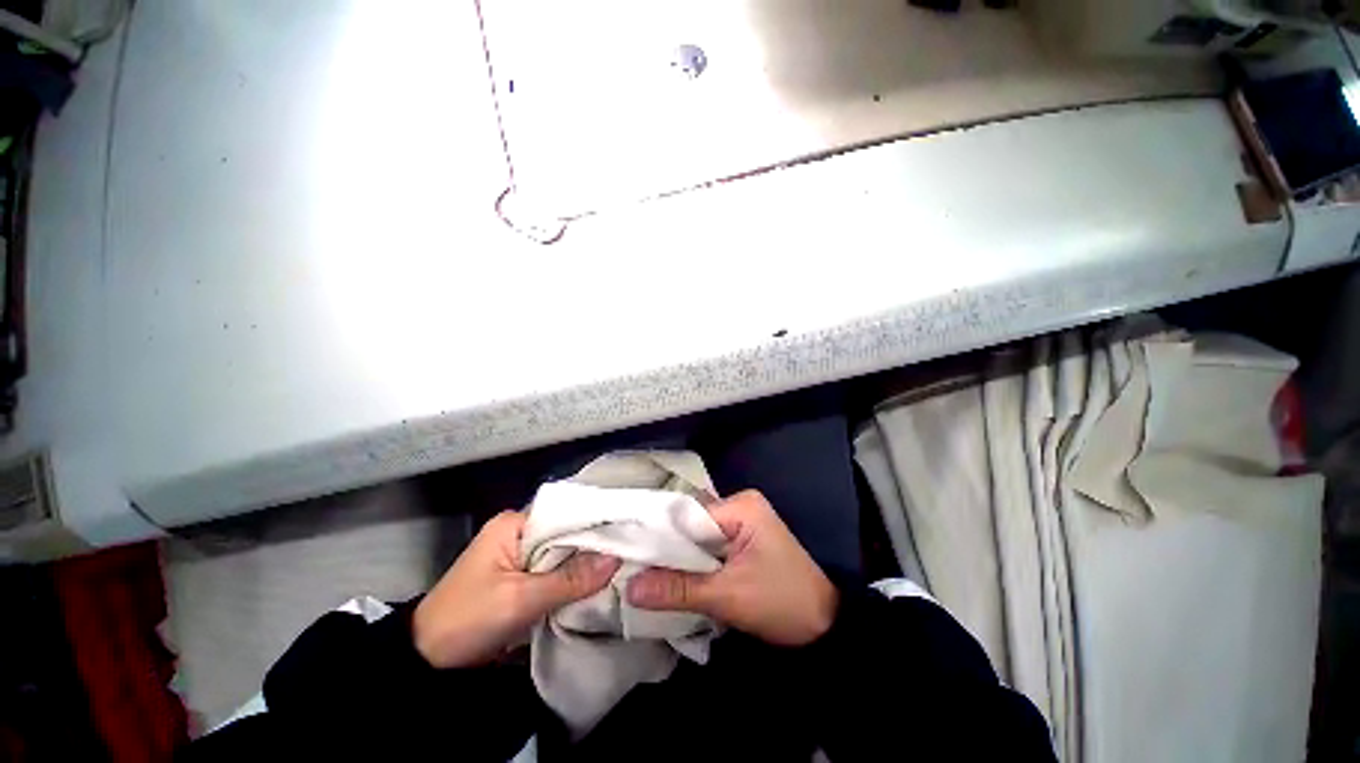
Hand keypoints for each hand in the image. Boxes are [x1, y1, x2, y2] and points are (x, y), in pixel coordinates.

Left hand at [413, 510, 620, 668]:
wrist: (428, 663)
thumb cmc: (468, 620)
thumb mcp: (520, 599)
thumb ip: (570, 579)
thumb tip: (616, 559)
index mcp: (514, 523)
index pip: (565, 514)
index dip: (594, 524)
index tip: (627, 533)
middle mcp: (519, 532)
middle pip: (565, 534)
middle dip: (592, 547)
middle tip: (629, 553)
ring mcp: (519, 556)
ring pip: (562, 555)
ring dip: (584, 565)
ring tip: (621, 567)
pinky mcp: (521, 578)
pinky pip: (554, 573)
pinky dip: (571, 580)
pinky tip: (597, 584)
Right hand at [626, 490, 837, 646]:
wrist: (826, 625)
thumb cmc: (782, 603)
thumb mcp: (727, 597)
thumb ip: (678, 589)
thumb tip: (629, 588)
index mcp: (741, 506)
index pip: (688, 514)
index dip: (658, 534)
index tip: (627, 552)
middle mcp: (739, 505)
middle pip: (691, 524)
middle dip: (667, 548)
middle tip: (631, 566)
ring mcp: (742, 522)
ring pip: (698, 537)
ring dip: (679, 557)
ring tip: (644, 572)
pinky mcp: (743, 540)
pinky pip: (709, 547)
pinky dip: (694, 562)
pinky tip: (673, 576)